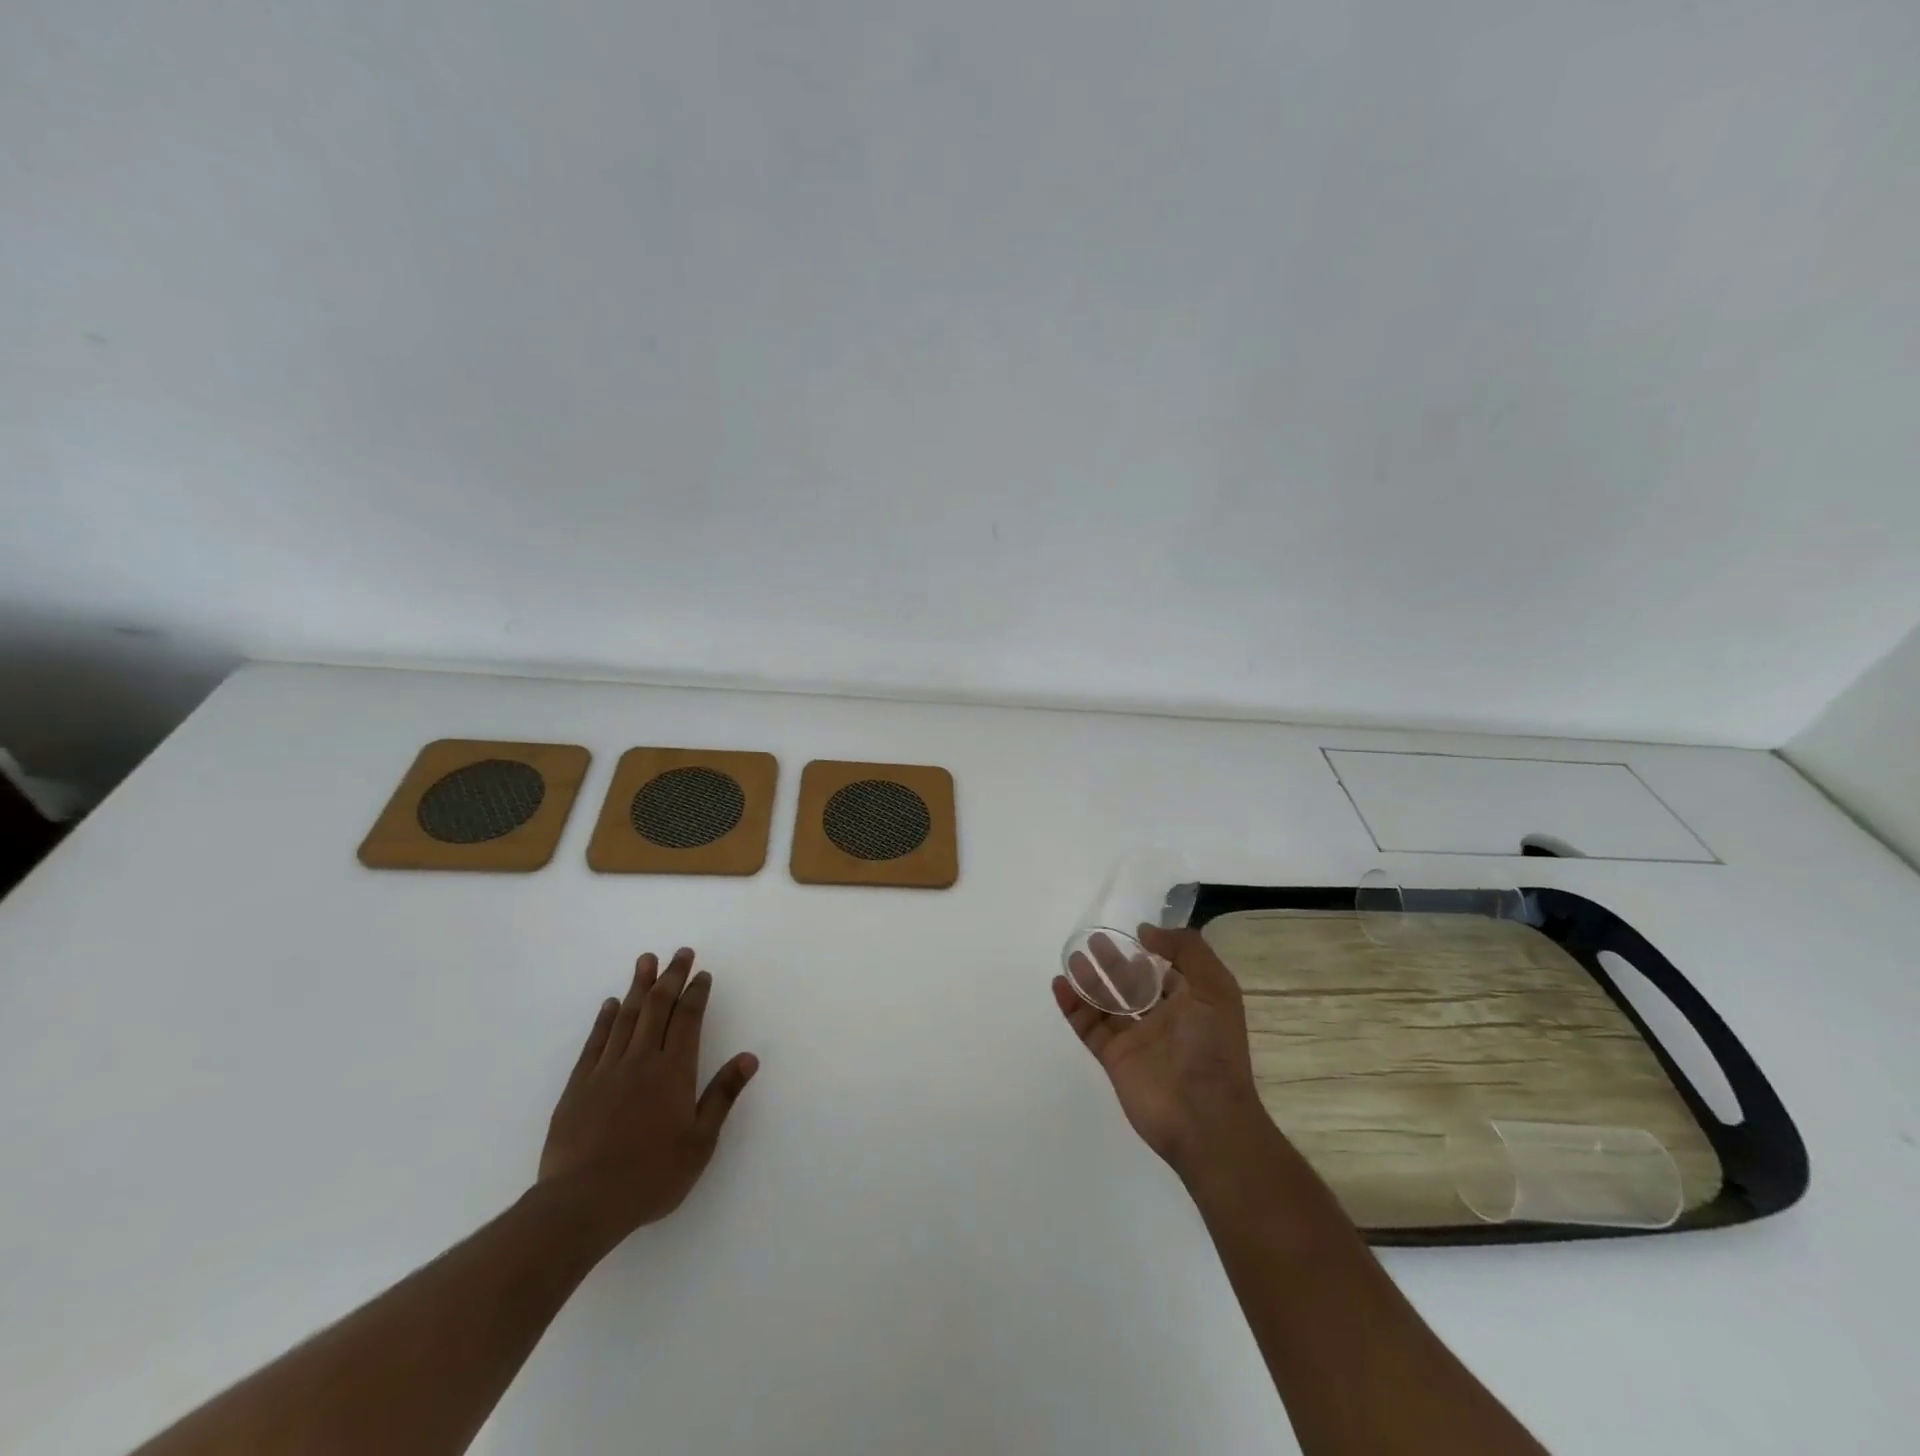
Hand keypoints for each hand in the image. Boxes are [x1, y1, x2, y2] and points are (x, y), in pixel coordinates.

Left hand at [538, 948, 758, 1242]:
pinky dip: (605, 1018)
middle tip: (680, 953)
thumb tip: (749, 1057)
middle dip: (671, 977)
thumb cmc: (651, 1176)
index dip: (696, 994)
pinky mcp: (578, 1086)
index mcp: (674, 1071)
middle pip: (658, 1007)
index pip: (688, 1020)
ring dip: (638, 986)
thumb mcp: (700, 1142)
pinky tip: (611, 1004)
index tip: (702, 974)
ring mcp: (607, 1070)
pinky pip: (595, 1041)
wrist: (582, 1203)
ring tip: (646, 960)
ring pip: (627, 1016)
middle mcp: (642, 1060)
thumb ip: (722, 1095)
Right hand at [1052, 925, 1267, 1173]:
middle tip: (1094, 940)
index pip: (1168, 971)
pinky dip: (1073, 1006)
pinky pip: (1089, 1026)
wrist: (1204, 1116)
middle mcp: (1164, 1019)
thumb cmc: (1213, 1046)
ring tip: (1074, 958)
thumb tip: (1147, 932)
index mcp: (1192, 1003)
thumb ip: (1186, 950)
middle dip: (1114, 962)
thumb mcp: (1215, 987)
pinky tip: (1060, 984)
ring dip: (1090, 980)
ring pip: (1107, 1003)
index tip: (1131, 934)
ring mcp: (1137, 1040)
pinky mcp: (1114, 1058)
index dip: (1152, 952)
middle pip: (1133, 984)